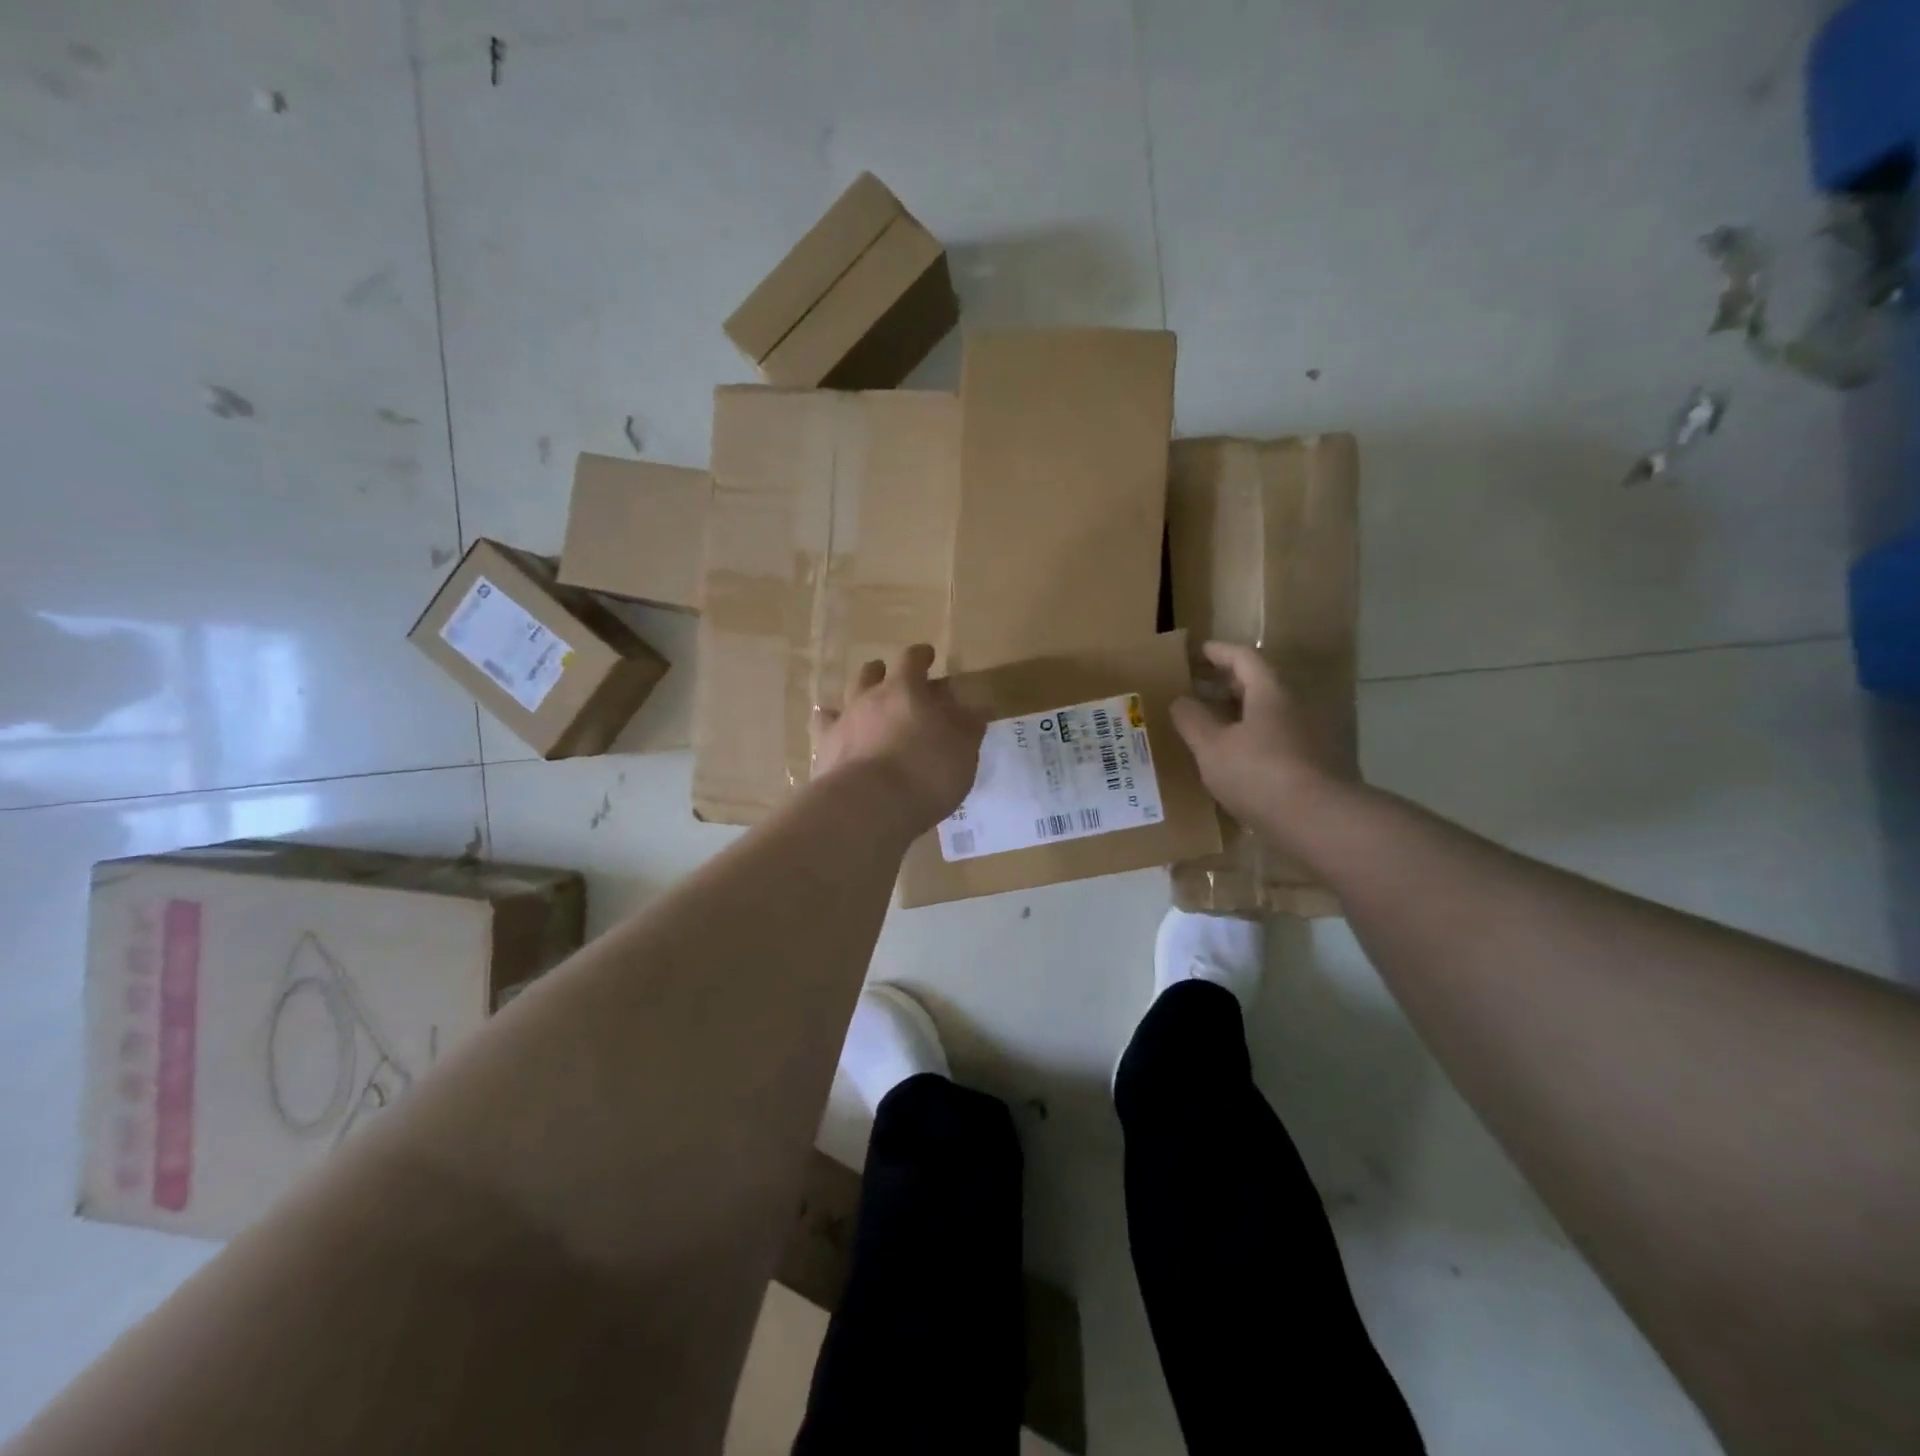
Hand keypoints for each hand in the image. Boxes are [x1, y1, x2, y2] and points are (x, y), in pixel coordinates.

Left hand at [812, 645, 985, 832]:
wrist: (868, 807)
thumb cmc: (925, 773)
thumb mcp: (962, 751)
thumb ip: (969, 726)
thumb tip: (979, 707)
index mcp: (904, 690)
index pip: (910, 659)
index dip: (920, 655)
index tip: (928, 656)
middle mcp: (868, 698)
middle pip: (871, 672)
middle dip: (884, 672)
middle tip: (896, 681)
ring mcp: (842, 722)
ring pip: (846, 695)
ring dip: (858, 695)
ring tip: (865, 704)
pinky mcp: (823, 749)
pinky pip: (823, 727)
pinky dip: (830, 724)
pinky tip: (833, 730)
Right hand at [1170, 642, 1358, 832]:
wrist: (1318, 821)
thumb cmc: (1258, 774)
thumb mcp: (1211, 747)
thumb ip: (1193, 720)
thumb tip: (1181, 700)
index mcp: (1270, 693)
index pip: (1245, 658)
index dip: (1220, 652)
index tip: (1200, 651)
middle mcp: (1295, 707)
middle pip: (1261, 684)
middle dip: (1230, 683)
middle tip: (1202, 687)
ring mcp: (1311, 736)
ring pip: (1270, 714)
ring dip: (1243, 714)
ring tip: (1215, 725)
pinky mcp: (1316, 764)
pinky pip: (1279, 739)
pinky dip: (1256, 739)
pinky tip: (1239, 760)